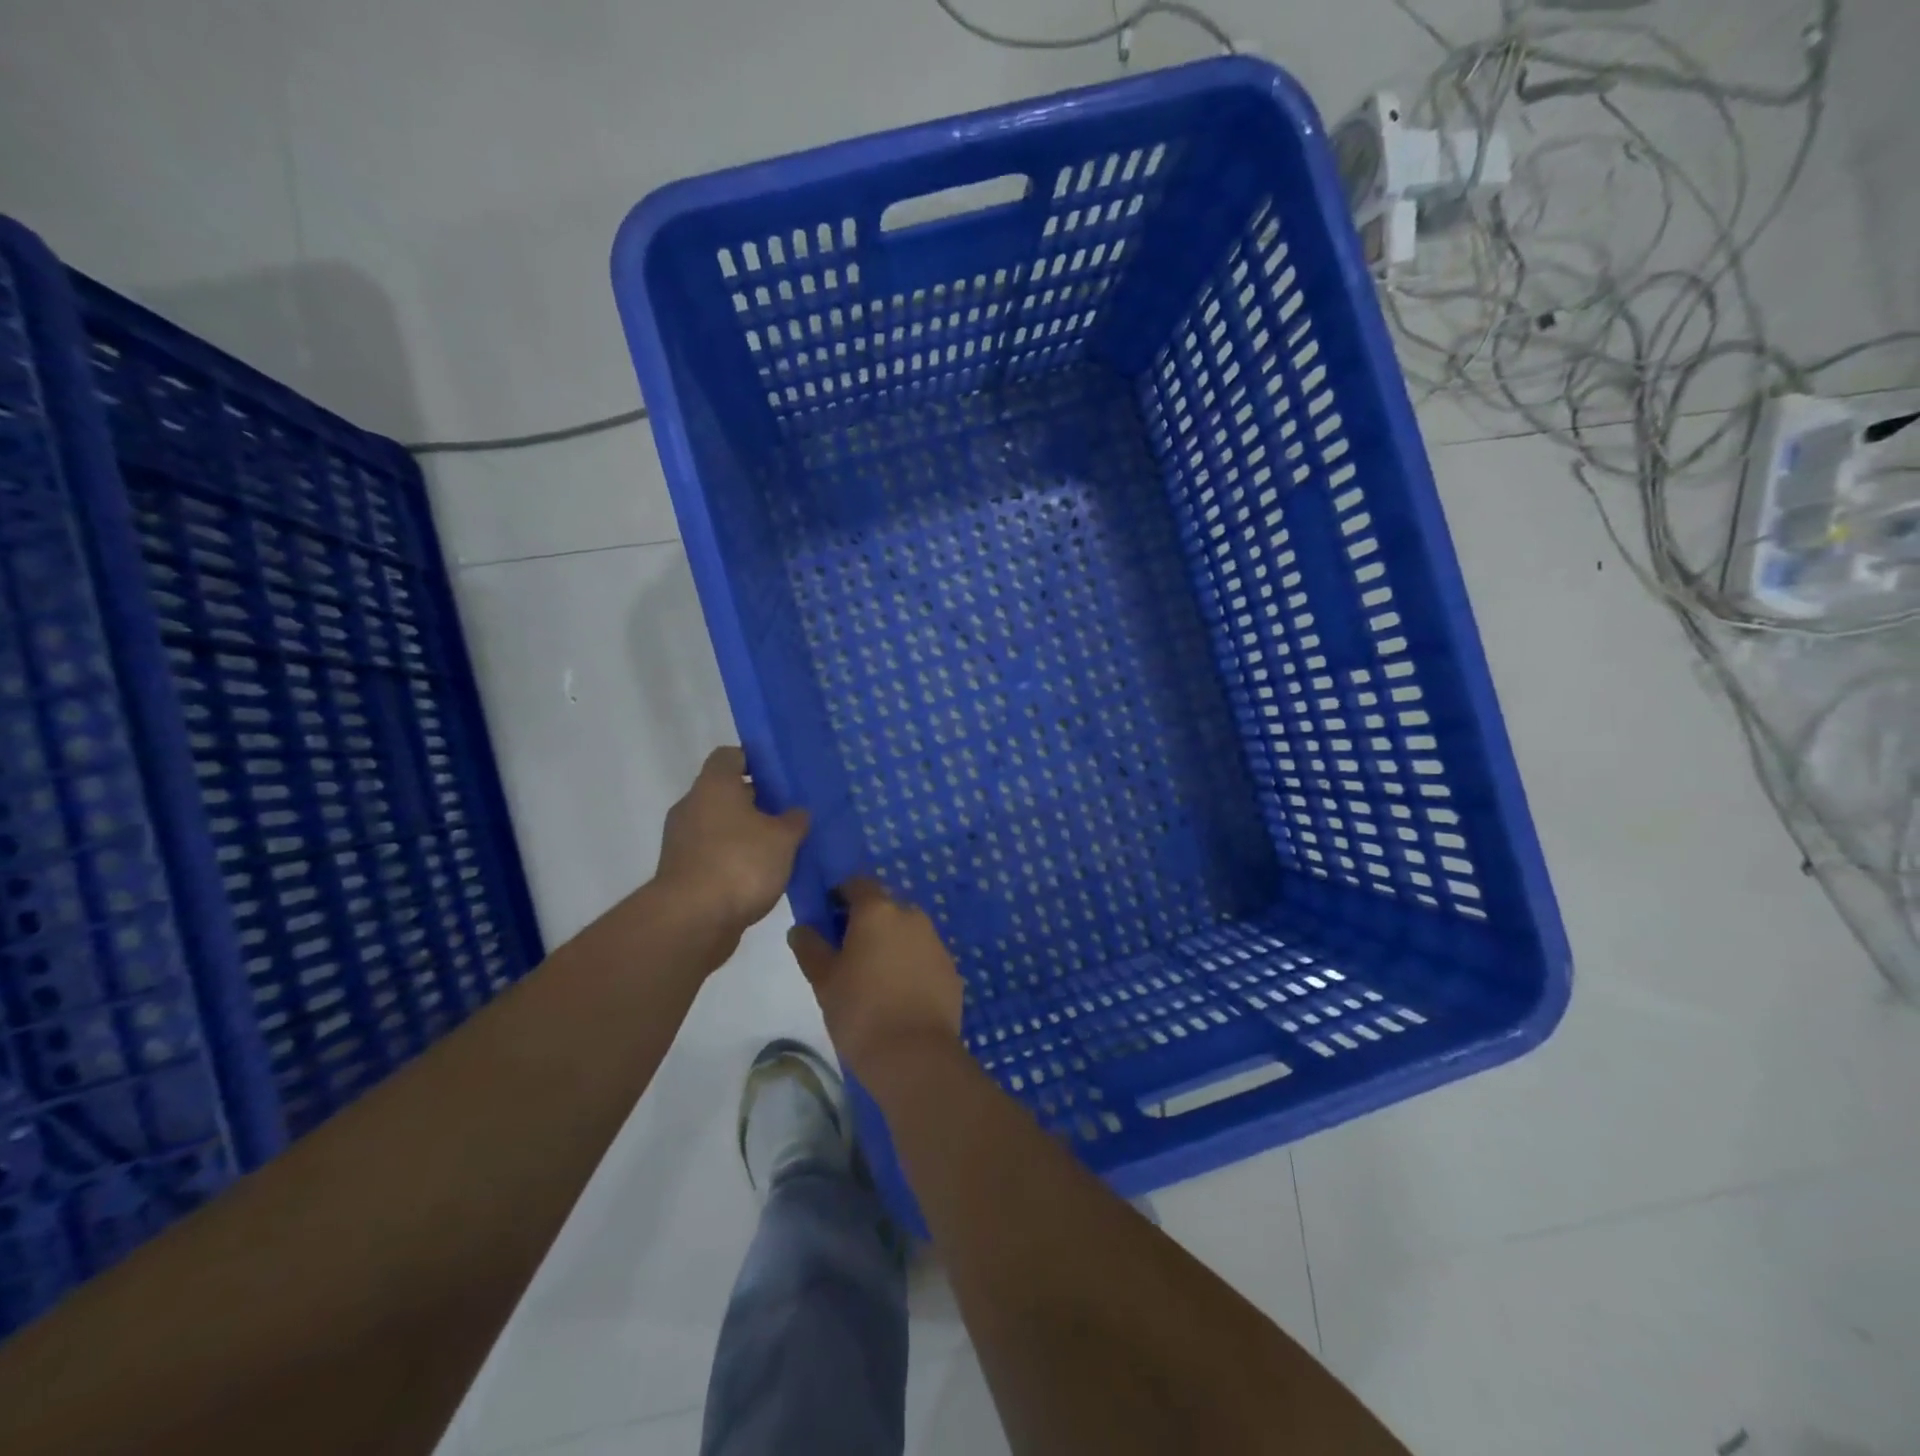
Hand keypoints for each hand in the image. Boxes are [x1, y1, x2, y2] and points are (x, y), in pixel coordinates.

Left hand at [655, 747, 809, 939]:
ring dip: (746, 833)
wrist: (692, 920)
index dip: (754, 759)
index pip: (730, 756)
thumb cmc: (740, 863)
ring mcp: (682, 841)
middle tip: (789, 812)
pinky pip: (713, 853)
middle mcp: (692, 806)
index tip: (779, 774)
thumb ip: (794, 820)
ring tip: (781, 846)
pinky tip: (761, 874)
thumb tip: (797, 812)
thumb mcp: (783, 838)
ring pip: (720, 825)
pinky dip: (734, 858)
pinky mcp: (682, 872)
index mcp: (714, 786)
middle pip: (726, 792)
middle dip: (757, 800)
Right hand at [787, 878, 964, 1079]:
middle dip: (867, 921)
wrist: (915, 1055)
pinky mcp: (951, 969)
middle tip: (848, 953)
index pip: (857, 884)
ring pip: (907, 932)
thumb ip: (810, 947)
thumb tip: (802, 928)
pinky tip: (900, 996)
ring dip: (891, 943)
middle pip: (885, 907)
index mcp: (878, 911)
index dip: (840, 895)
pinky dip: (911, 966)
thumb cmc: (860, 1011)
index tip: (828, 918)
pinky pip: (924, 957)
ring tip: (874, 979)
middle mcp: (911, 916)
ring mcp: (936, 942)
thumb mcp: (823, 980)